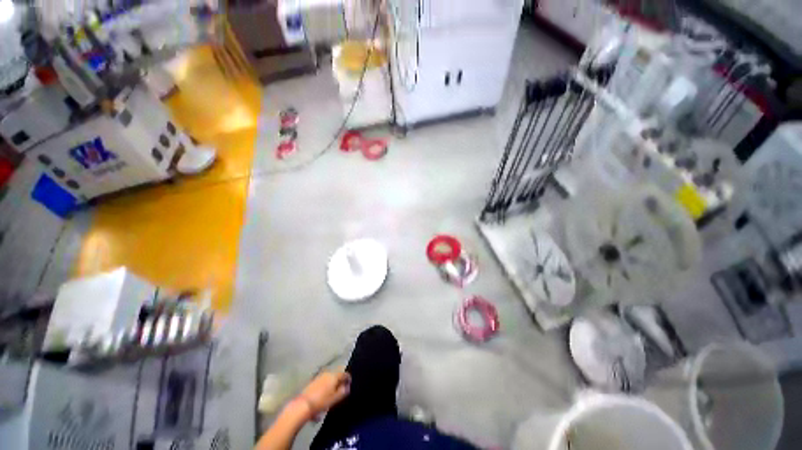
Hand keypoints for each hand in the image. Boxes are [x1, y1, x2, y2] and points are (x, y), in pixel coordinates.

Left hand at [298, 370, 350, 418]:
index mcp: (334, 376)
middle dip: (339, 382)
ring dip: (331, 385)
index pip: (344, 374)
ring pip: (328, 379)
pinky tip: (323, 397)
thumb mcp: (335, 399)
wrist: (303, 405)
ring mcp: (319, 377)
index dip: (348, 379)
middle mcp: (327, 373)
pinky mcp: (312, 382)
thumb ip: (343, 392)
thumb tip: (347, 387)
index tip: (349, 384)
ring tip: (332, 395)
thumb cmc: (321, 401)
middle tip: (341, 390)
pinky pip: (322, 383)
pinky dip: (324, 388)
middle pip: (336, 375)